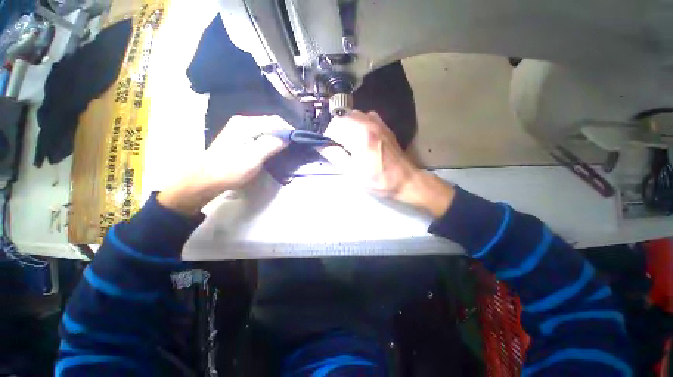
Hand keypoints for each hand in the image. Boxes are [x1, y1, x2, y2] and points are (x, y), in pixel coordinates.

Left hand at [158, 116, 290, 215]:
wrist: (206, 180)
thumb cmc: (230, 170)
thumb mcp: (253, 158)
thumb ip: (271, 144)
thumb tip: (289, 136)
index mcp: (246, 124)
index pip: (275, 121)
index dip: (289, 130)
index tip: (299, 142)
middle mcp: (244, 121)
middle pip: (271, 123)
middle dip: (285, 133)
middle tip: (294, 147)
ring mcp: (241, 128)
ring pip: (267, 129)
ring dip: (279, 137)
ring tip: (287, 148)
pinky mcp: (241, 137)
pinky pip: (262, 134)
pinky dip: (271, 140)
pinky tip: (275, 148)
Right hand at [320, 111, 454, 217]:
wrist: (405, 181)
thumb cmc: (378, 181)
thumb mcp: (352, 173)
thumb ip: (334, 155)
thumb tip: (320, 144)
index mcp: (360, 135)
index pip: (332, 127)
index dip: (326, 138)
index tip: (327, 149)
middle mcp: (368, 122)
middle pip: (341, 118)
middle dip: (334, 131)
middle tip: (336, 148)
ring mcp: (377, 122)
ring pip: (351, 116)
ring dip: (344, 127)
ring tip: (347, 144)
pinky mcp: (383, 125)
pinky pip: (363, 118)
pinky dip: (356, 125)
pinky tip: (358, 138)